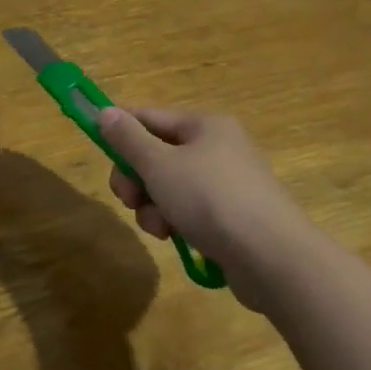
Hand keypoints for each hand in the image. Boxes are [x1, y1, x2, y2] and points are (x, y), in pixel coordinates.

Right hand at [99, 106, 331, 310]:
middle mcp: (218, 147)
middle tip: (128, 198)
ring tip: (158, 226)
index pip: (149, 116)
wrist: (272, 258)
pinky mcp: (232, 217)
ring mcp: (227, 184)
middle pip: (157, 154)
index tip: (98, 150)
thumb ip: (128, 138)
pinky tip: (174, 238)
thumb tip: (105, 111)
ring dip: (152, 205)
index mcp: (205, 125)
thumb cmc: (211, 199)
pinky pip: (189, 209)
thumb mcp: (159, 165)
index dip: (120, 131)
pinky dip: (174, 221)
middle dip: (136, 178)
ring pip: (169, 186)